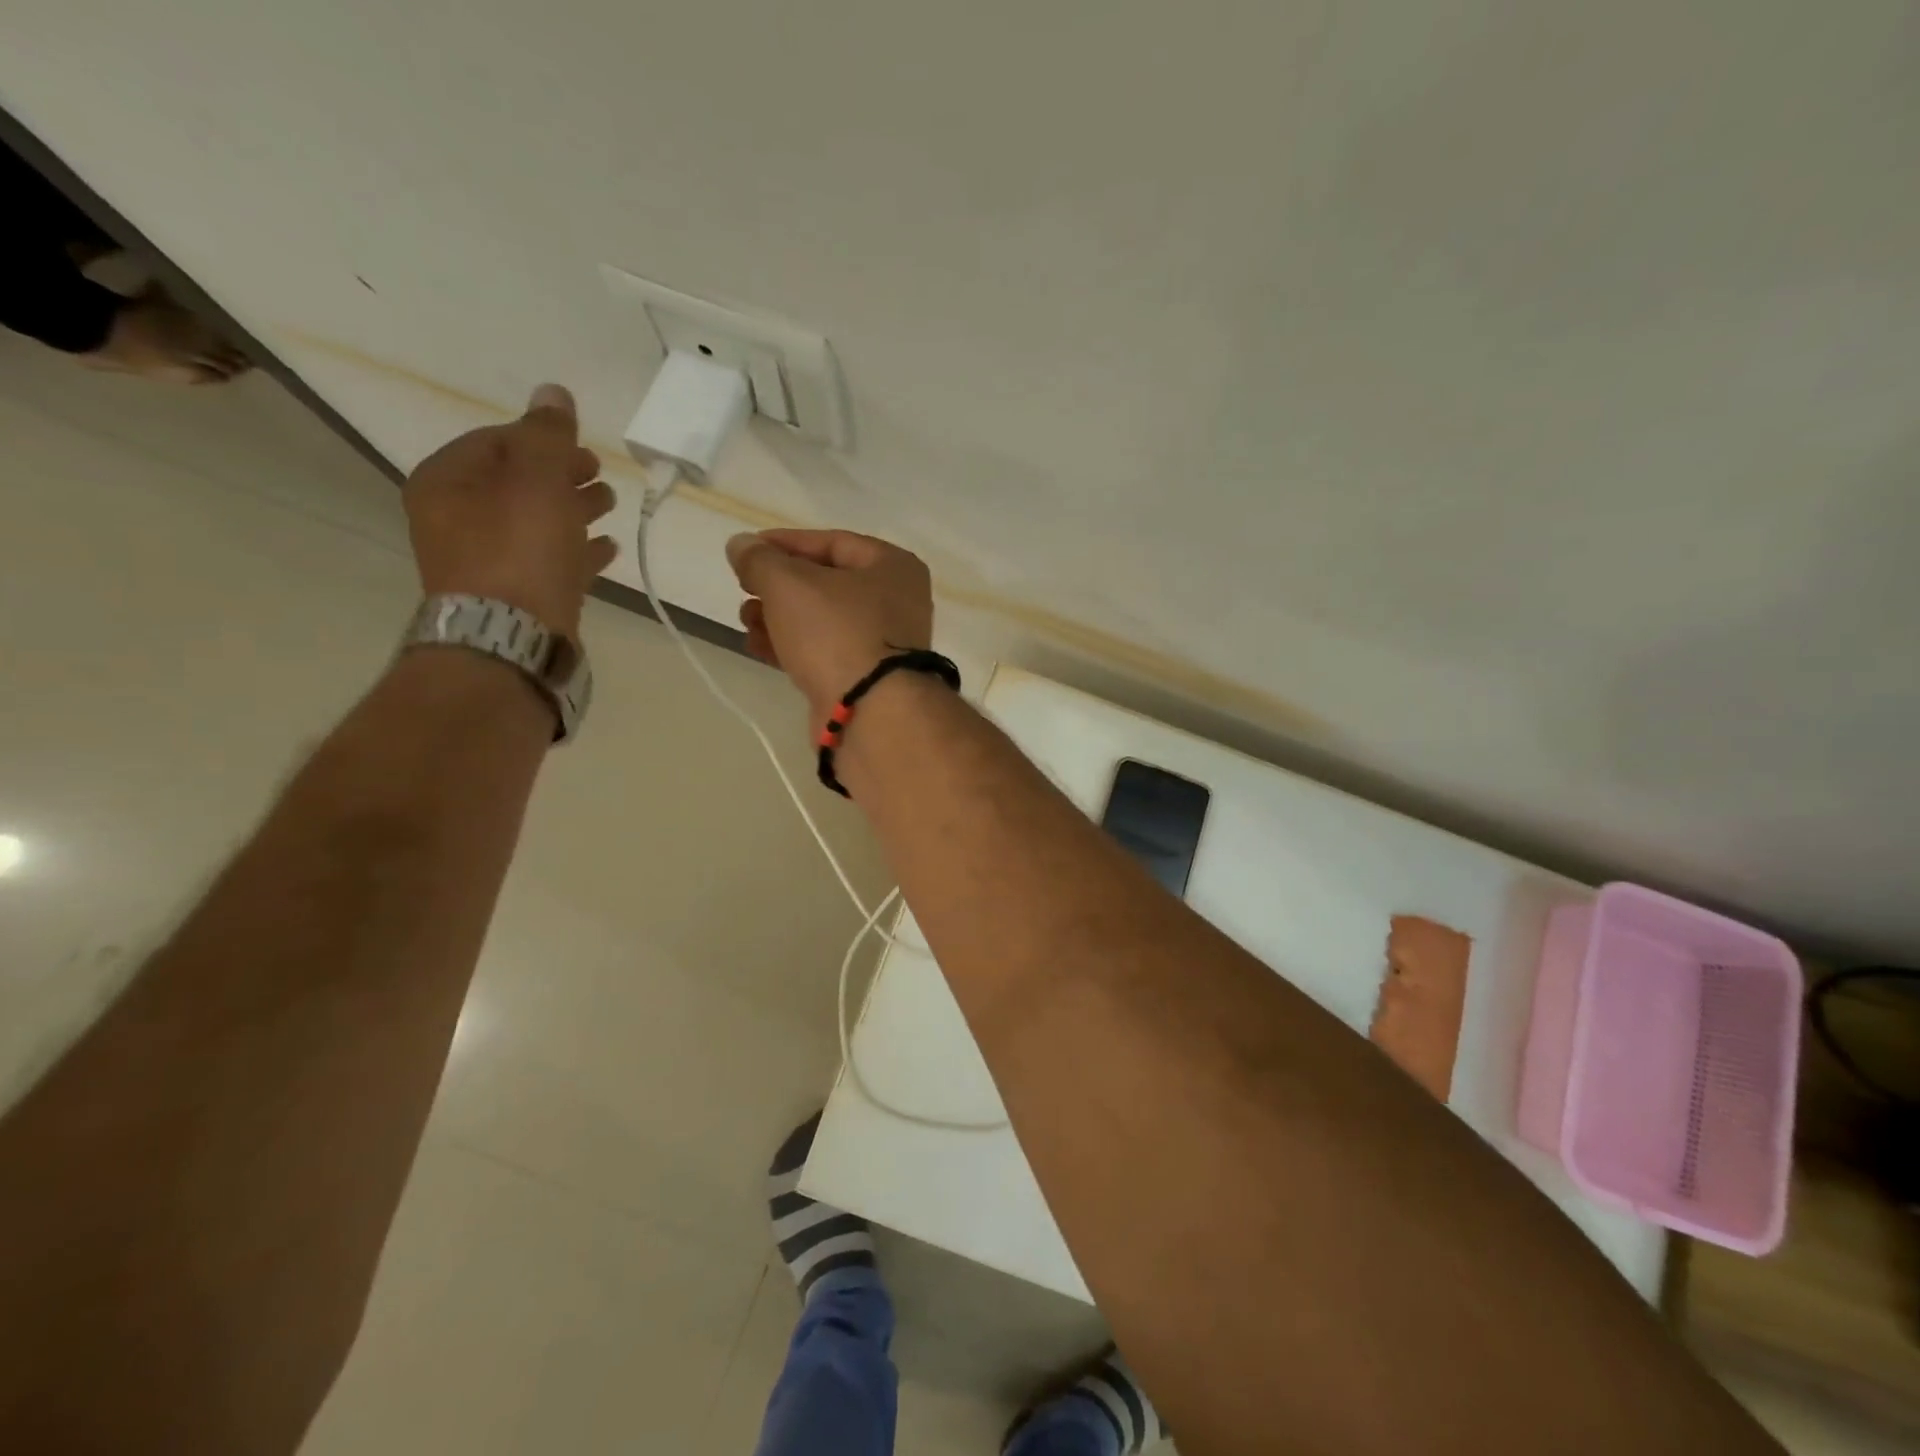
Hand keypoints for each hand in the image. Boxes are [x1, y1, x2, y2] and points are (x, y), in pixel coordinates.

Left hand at [404, 384, 616, 638]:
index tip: (581, 447)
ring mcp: (484, 562)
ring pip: (535, 523)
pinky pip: (547, 561)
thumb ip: (547, 435)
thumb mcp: (537, 479)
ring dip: (572, 510)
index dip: (541, 439)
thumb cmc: (520, 549)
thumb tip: (553, 392)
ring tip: (609, 505)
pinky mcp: (515, 596)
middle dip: (560, 475)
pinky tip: (607, 549)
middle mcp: (455, 519)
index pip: (495, 442)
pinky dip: (575, 550)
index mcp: (447, 482)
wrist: (512, 637)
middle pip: (516, 484)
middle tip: (599, 472)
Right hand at [725, 529, 934, 723]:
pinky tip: (758, 647)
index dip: (785, 543)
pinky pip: (825, 652)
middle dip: (779, 586)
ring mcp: (883, 645)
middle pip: (827, 583)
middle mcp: (896, 602)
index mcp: (893, 567)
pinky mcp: (866, 679)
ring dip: (779, 617)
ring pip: (822, 621)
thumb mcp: (790, 584)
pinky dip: (792, 647)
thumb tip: (741, 545)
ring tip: (746, 620)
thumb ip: (760, 560)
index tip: (746, 551)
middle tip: (744, 590)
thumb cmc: (837, 633)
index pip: (833, 542)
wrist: (870, 713)